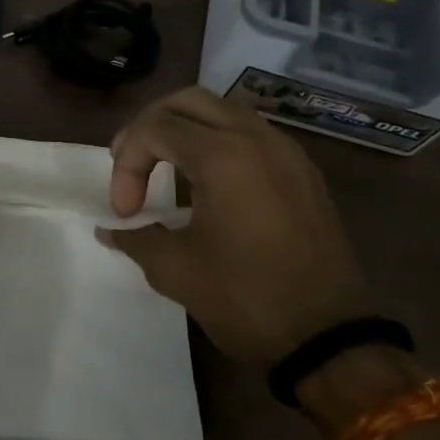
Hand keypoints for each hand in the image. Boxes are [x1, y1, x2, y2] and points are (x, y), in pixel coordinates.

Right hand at [98, 86, 370, 364]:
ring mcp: (287, 152)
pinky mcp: (303, 172)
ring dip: (186, 128)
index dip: (127, 163)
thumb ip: (136, 238)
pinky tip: (207, 182)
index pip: (156, 127)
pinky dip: (218, 142)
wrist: (329, 338)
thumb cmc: (245, 299)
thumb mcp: (176, 270)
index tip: (125, 212)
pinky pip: (252, 134)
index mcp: (223, 156)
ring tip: (164, 166)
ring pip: (224, 111)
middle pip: (189, 101)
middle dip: (150, 126)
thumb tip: (110, 229)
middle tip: (130, 162)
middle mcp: (257, 139)